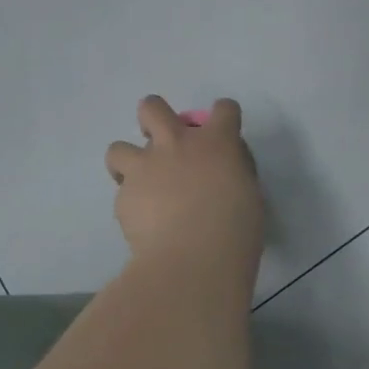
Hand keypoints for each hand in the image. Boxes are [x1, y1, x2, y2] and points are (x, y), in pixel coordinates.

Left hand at [105, 96, 262, 266]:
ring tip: (141, 184)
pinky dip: (132, 202)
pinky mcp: (124, 196)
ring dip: (129, 162)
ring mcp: (145, 167)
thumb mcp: (250, 194)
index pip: (225, 109)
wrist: (194, 260)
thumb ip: (234, 172)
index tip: (223, 132)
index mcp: (217, 142)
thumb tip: (223, 170)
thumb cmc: (236, 230)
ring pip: (118, 148)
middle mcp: (177, 144)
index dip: (224, 116)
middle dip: (154, 118)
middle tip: (162, 143)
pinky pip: (123, 191)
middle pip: (153, 107)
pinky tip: (144, 222)